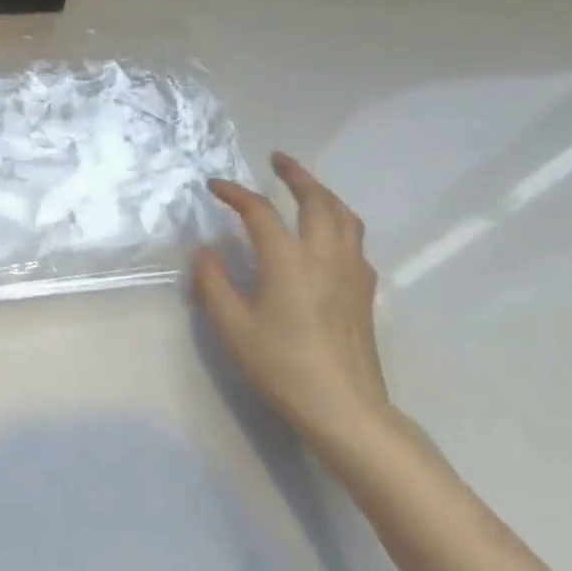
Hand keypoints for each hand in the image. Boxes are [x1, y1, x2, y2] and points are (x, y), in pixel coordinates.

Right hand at [193, 153, 391, 449]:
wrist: (346, 409)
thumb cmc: (282, 367)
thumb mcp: (233, 327)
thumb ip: (214, 283)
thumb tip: (206, 251)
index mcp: (289, 261)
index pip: (260, 212)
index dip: (235, 193)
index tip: (214, 187)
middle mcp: (326, 257)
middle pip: (318, 201)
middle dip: (297, 176)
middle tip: (277, 160)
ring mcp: (352, 274)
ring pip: (345, 218)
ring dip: (323, 194)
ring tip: (305, 188)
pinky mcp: (364, 293)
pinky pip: (355, 242)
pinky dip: (338, 223)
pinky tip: (326, 236)